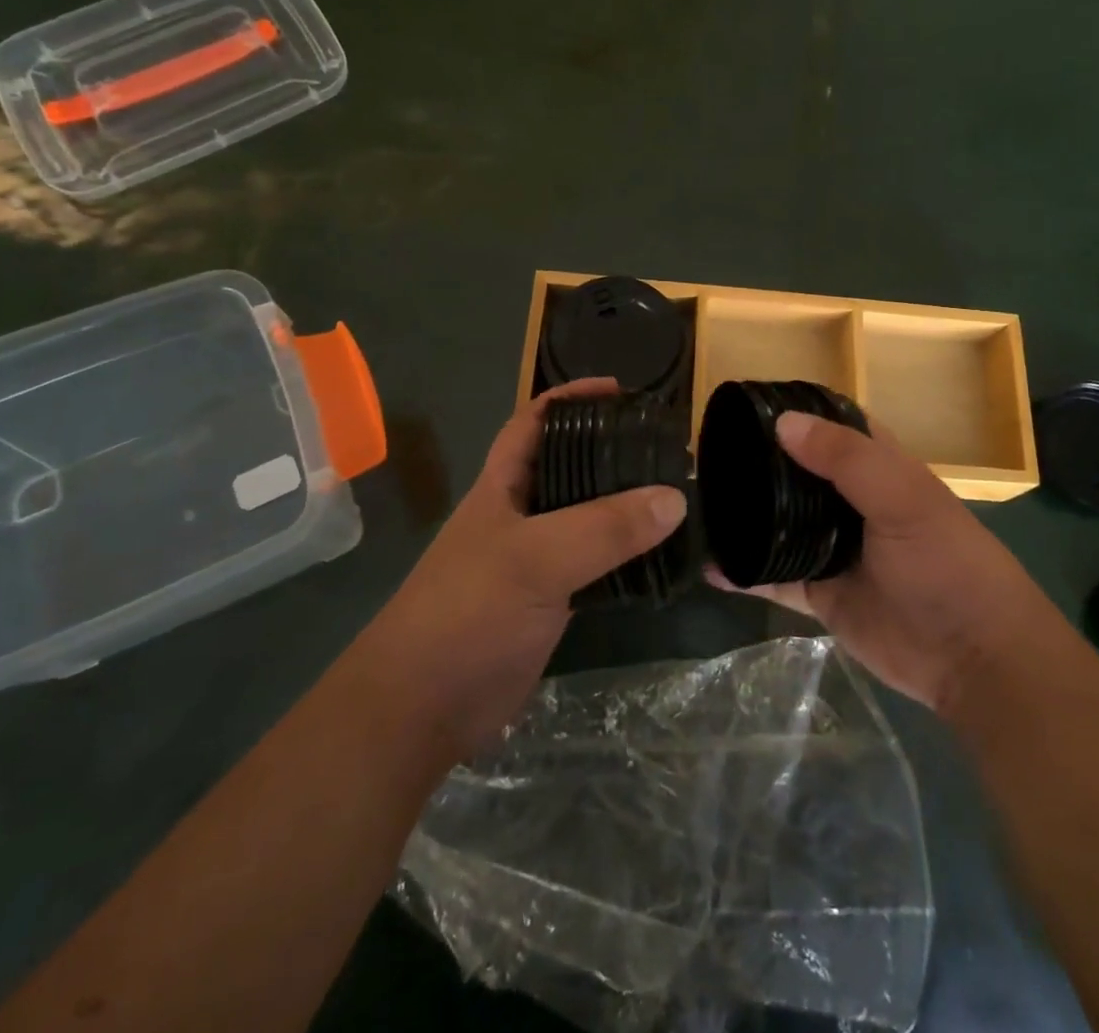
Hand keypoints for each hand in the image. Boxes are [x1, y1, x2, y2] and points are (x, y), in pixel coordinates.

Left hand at [370, 379, 686, 758]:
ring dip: (624, 503)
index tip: (621, 391)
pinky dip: (626, 553)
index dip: (572, 398)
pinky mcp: (549, 600)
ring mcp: (535, 559)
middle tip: (664, 445)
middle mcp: (520, 514)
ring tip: (675, 492)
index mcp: (503, 486)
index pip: (535, 421)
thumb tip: (675, 497)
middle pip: (568, 465)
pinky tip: (659, 553)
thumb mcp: (536, 559)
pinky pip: (595, 562)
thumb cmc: (468, 613)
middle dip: (611, 448)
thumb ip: (605, 528)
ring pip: (586, 516)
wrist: (422, 708)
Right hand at [708, 412, 1042, 716]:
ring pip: (781, 522)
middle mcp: (851, 501)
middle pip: (798, 472)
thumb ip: (846, 459)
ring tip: (700, 501)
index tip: (746, 405)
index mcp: (879, 467)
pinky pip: (773, 577)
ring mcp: (834, 548)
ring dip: (747, 514)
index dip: (796, 411)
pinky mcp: (821, 593)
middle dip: (759, 462)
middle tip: (706, 453)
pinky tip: (711, 567)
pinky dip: (745, 572)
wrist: (973, 659)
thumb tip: (782, 422)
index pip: (833, 425)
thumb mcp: (904, 499)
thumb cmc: (946, 562)